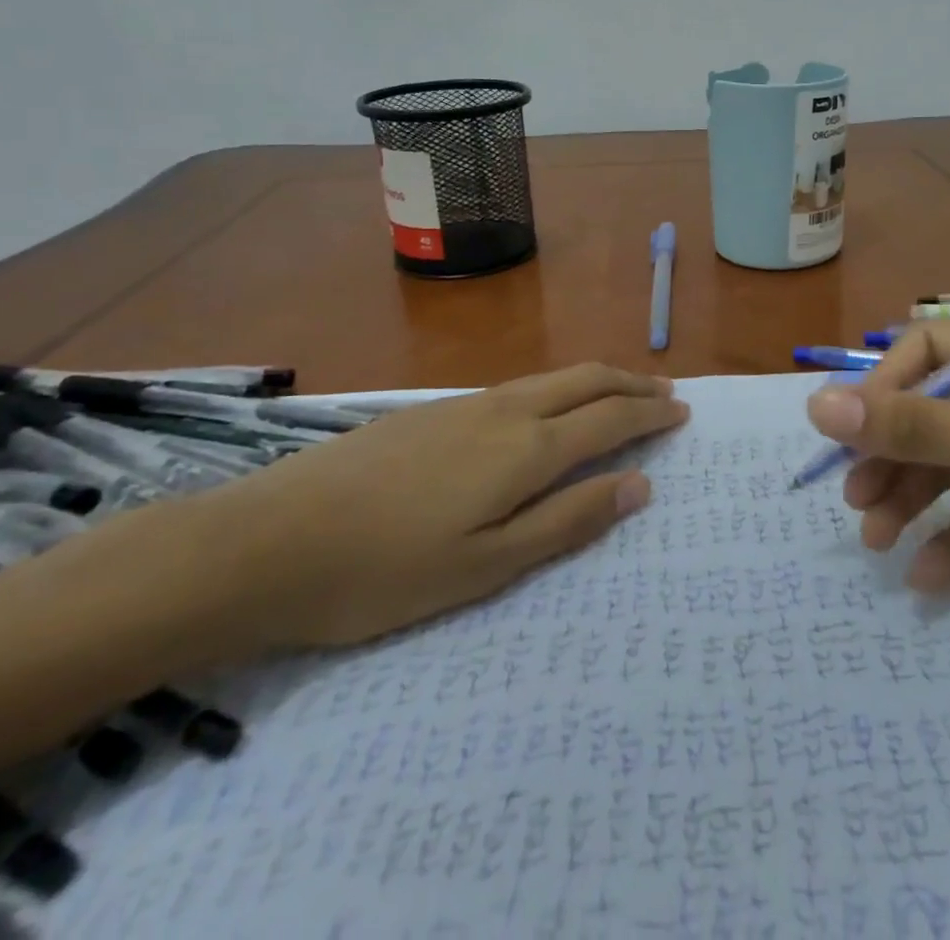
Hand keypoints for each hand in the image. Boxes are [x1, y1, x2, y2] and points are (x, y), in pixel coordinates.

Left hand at [193, 364, 686, 651]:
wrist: (266, 541)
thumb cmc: (384, 572)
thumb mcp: (485, 567)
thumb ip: (567, 522)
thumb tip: (638, 486)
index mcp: (525, 450)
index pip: (608, 420)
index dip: (650, 415)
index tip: (683, 412)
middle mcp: (504, 411)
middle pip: (584, 380)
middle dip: (631, 383)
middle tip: (667, 392)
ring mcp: (463, 404)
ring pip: (549, 378)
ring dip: (595, 380)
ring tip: (620, 392)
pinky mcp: (429, 410)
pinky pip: (516, 386)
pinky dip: (555, 389)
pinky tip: (545, 409)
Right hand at [805, 323, 949, 654]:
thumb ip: (919, 429)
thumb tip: (819, 405)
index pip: (932, 347)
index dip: (886, 385)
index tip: (850, 435)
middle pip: (936, 408)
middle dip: (894, 451)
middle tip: (854, 497)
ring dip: (912, 496)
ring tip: (875, 538)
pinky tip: (927, 575)